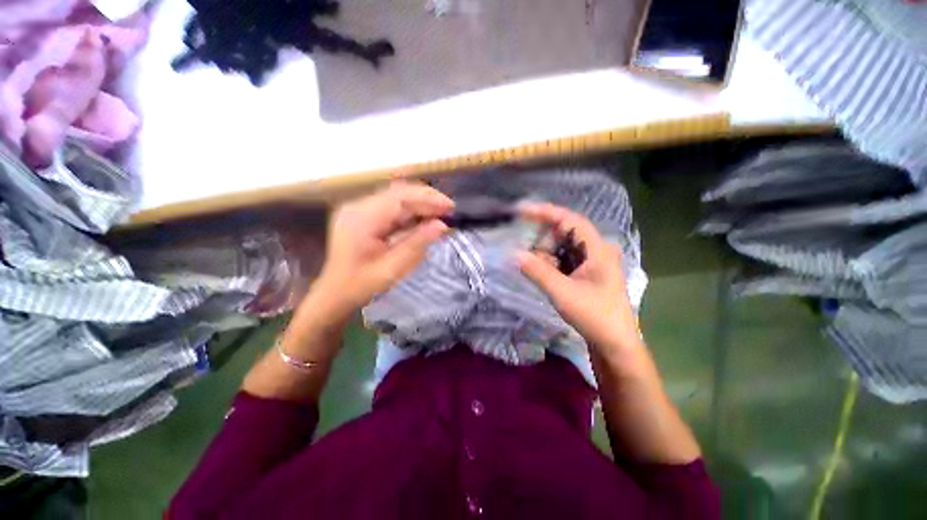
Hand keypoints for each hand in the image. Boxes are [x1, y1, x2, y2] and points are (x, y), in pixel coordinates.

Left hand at [313, 182, 453, 314]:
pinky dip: (405, 210)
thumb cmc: (360, 286)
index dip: (428, 199)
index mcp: (361, 219)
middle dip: (425, 199)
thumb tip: (442, 225)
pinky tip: (419, 219)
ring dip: (417, 203)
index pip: (400, 197)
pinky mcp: (358, 213)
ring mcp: (355, 208)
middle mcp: (356, 206)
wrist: (333, 294)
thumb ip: (416, 245)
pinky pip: (386, 205)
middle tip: (448, 211)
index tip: (450, 208)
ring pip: (393, 196)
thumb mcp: (391, 270)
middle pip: (396, 192)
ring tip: (438, 215)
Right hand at [516, 202, 639, 352]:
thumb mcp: (563, 293)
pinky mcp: (592, 278)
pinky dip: (556, 265)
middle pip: (567, 234)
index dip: (545, 212)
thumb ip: (537, 271)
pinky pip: (570, 262)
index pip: (570, 220)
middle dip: (545, 242)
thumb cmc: (594, 316)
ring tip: (536, 270)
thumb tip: (513, 254)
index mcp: (599, 249)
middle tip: (527, 257)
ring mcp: (597, 265)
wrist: (615, 345)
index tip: (521, 211)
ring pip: (567, 249)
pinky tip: (546, 277)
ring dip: (549, 255)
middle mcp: (599, 251)